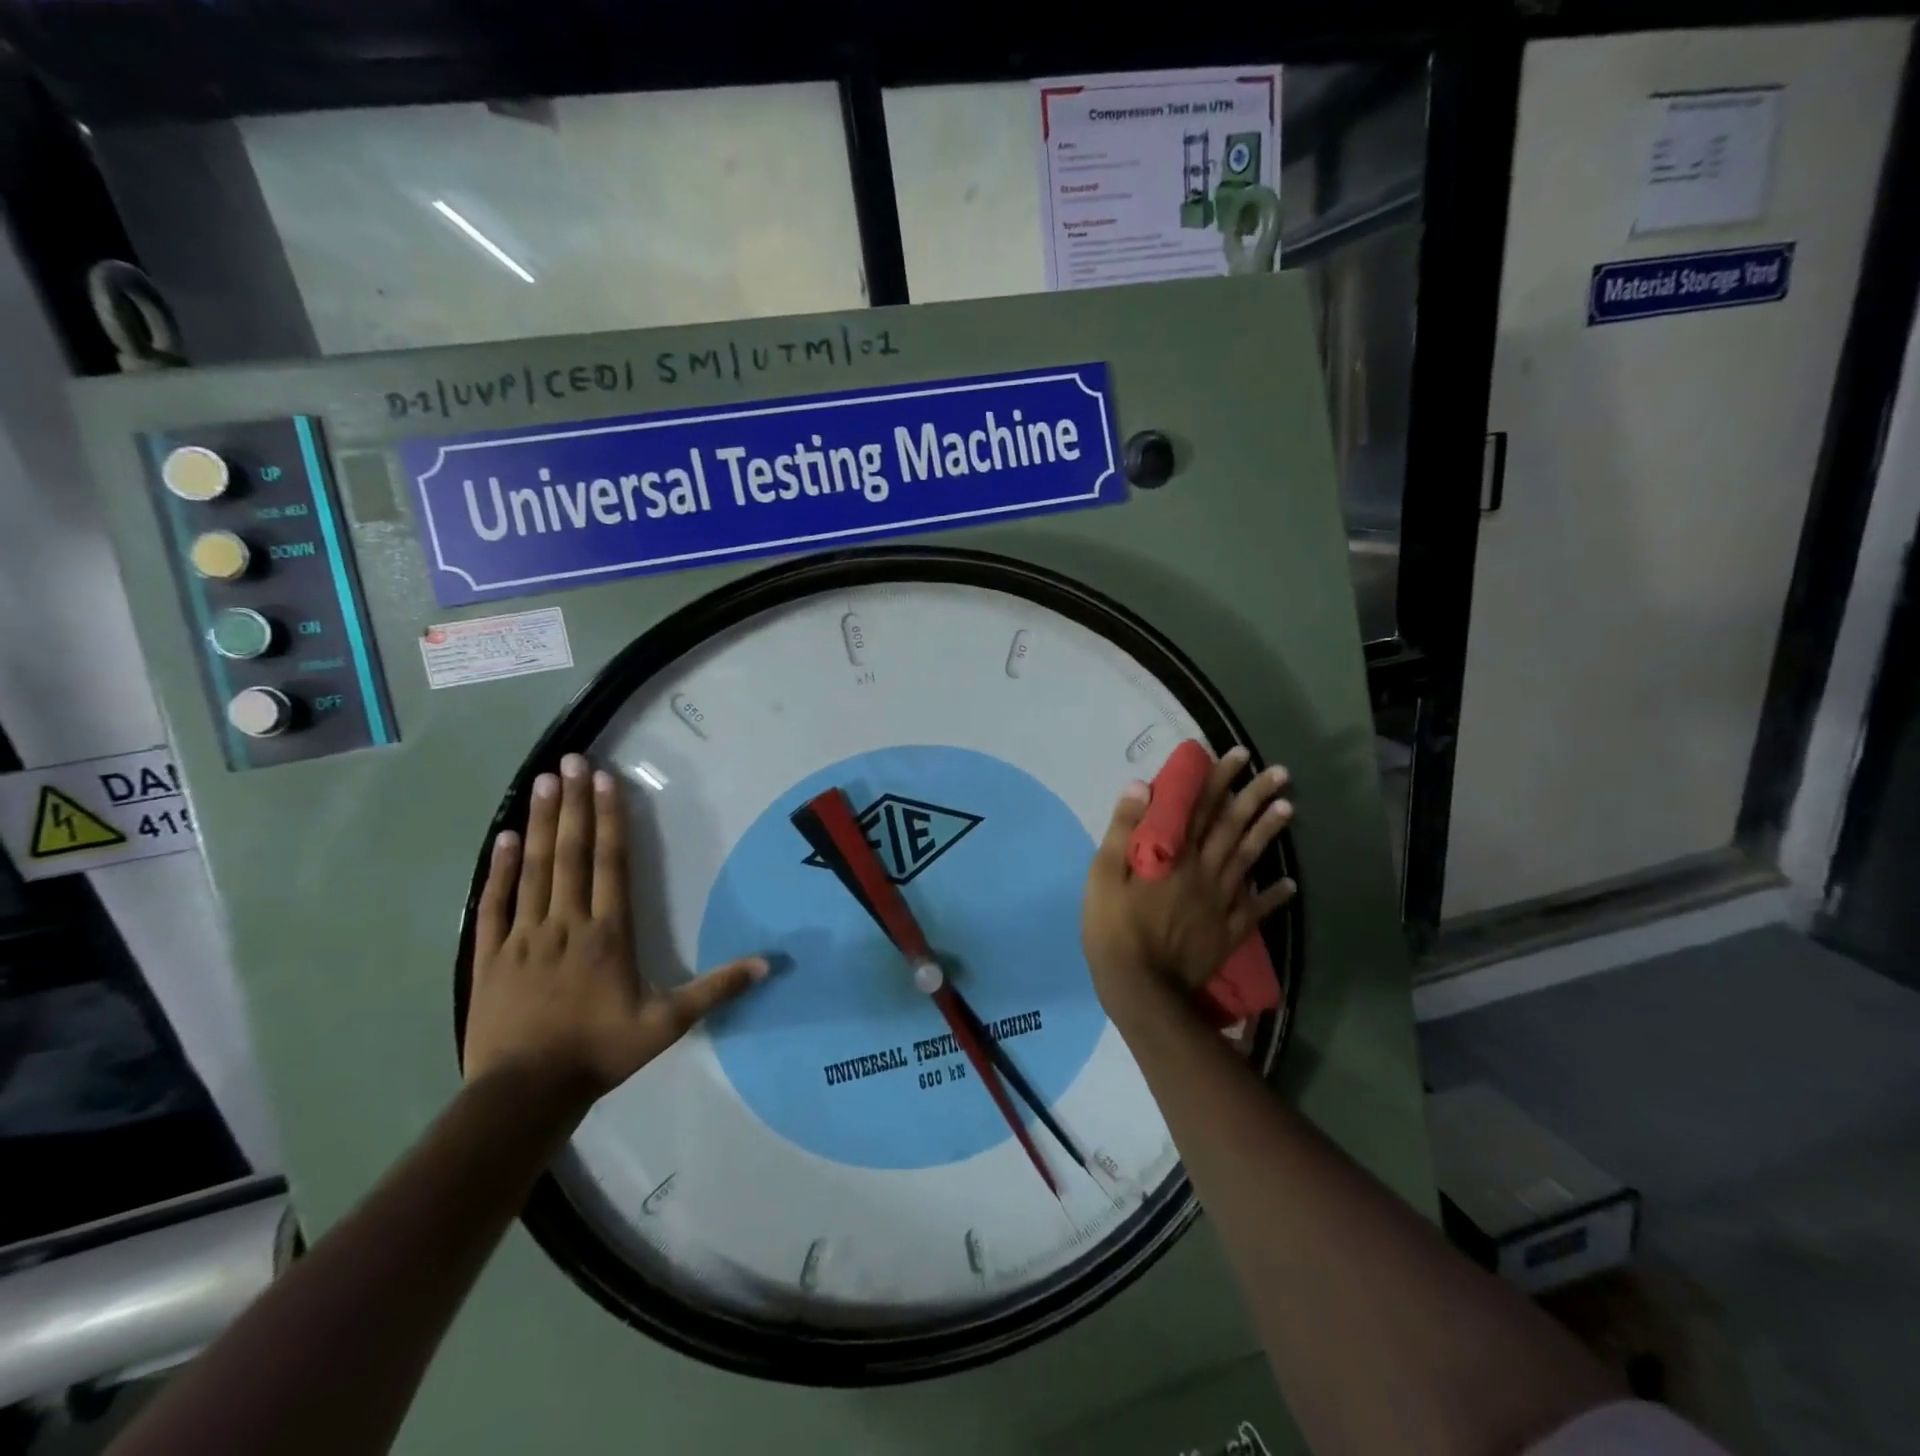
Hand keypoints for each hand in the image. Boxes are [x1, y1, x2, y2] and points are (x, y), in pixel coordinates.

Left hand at [465, 752, 768, 1108]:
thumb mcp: (668, 1024)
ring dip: (541, 823)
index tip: (606, 780)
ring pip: (534, 869)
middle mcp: (566, 922)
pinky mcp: (488, 955)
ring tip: (544, 782)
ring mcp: (523, 936)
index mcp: (609, 933)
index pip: (611, 863)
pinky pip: (493, 903)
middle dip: (575, 804)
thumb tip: (769, 964)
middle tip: (570, 761)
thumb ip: (716, 989)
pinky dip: (499, 869)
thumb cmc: (600, 1052)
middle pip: (572, 853)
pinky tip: (504, 837)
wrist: (524, 1094)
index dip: (611, 819)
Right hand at [1081, 745, 1296, 1015]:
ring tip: (1288, 807)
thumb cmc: (1113, 928)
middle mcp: (1203, 870)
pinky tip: (1289, 884)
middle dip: (1254, 795)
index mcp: (1173, 854)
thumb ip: (1124, 829)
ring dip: (1268, 832)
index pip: (1199, 807)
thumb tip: (1142, 786)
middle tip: (1278, 772)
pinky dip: (1273, 895)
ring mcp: (1220, 902)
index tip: (1236, 755)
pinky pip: (1255, 908)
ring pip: (1248, 859)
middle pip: (1231, 826)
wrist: (1142, 988)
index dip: (1218, 779)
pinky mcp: (1228, 930)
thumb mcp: (1103, 875)